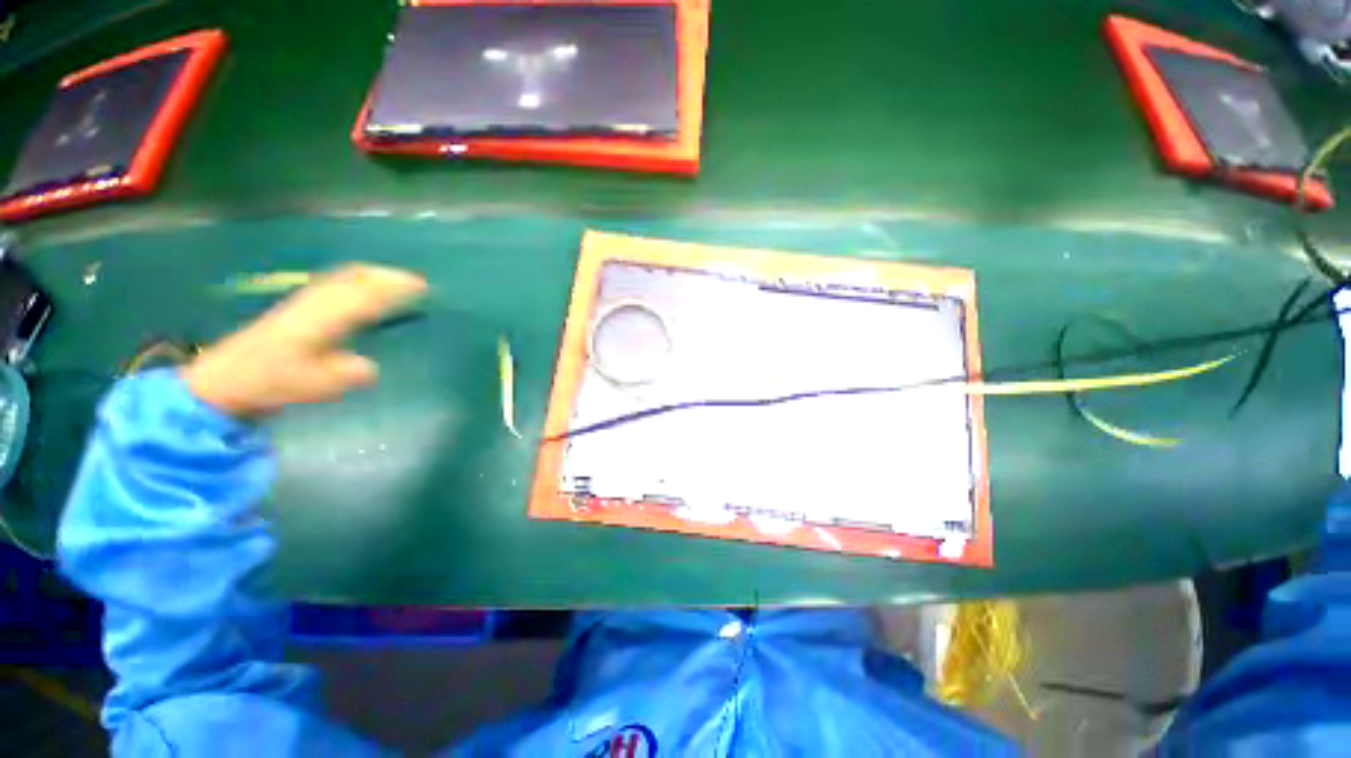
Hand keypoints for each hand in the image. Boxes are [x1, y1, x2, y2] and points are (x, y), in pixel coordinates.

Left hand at [182, 264, 427, 416]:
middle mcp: (315, 304)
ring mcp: (303, 303)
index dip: (394, 288)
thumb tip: (371, 367)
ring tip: (394, 280)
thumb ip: (346, 374)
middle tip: (415, 281)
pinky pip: (333, 285)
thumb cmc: (270, 382)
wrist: (223, 380)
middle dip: (386, 275)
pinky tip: (361, 291)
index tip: (422, 287)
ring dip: (371, 275)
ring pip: (342, 278)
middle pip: (354, 278)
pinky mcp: (296, 309)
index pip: (365, 295)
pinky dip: (354, 281)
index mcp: (322, 319)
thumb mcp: (313, 385)